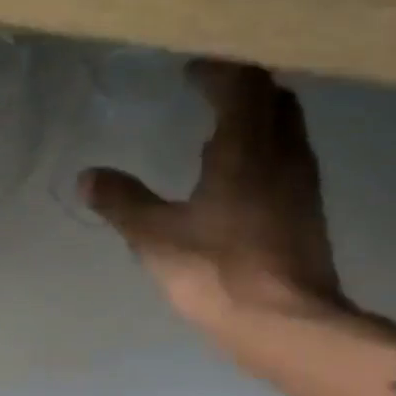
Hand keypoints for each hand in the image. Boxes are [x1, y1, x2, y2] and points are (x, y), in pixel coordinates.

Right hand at [80, 61, 348, 355]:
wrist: (286, 325)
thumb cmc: (218, 272)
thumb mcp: (156, 237)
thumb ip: (122, 202)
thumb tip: (87, 177)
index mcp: (247, 147)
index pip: (242, 83)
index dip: (217, 71)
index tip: (190, 72)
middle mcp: (284, 154)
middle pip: (273, 99)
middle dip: (242, 89)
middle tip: (209, 94)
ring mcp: (303, 184)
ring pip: (286, 130)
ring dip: (257, 121)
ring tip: (219, 135)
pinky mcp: (308, 214)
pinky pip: (288, 162)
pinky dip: (264, 154)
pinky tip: (238, 182)